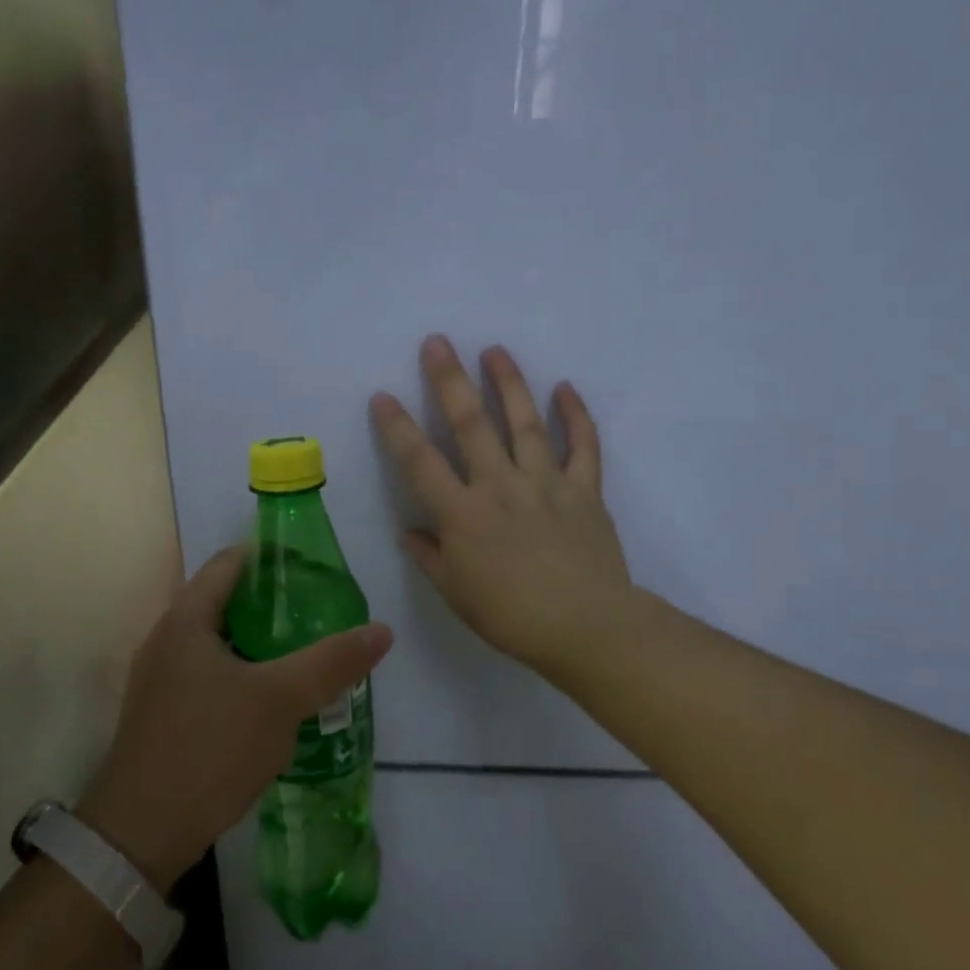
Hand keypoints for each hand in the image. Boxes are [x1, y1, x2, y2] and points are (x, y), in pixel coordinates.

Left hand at [79, 548, 393, 892]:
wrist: (142, 832)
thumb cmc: (209, 749)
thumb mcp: (280, 701)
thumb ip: (330, 662)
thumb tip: (381, 630)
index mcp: (185, 620)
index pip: (229, 563)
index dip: (271, 558)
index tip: (312, 570)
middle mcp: (166, 640)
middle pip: (224, 602)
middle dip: (271, 605)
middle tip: (319, 615)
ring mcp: (159, 679)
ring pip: (218, 644)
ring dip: (258, 644)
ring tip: (303, 656)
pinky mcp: (162, 714)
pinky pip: (208, 676)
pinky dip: (241, 675)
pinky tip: (271, 702)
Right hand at [371, 335, 635, 692]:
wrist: (586, 627)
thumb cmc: (510, 615)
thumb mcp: (456, 592)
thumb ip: (430, 556)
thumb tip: (410, 532)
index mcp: (463, 513)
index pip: (420, 461)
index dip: (398, 428)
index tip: (383, 396)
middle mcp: (500, 486)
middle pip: (471, 424)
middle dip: (449, 380)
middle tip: (437, 342)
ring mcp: (545, 483)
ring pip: (524, 422)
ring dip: (508, 383)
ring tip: (495, 350)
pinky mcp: (584, 490)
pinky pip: (582, 446)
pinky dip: (575, 416)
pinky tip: (565, 388)